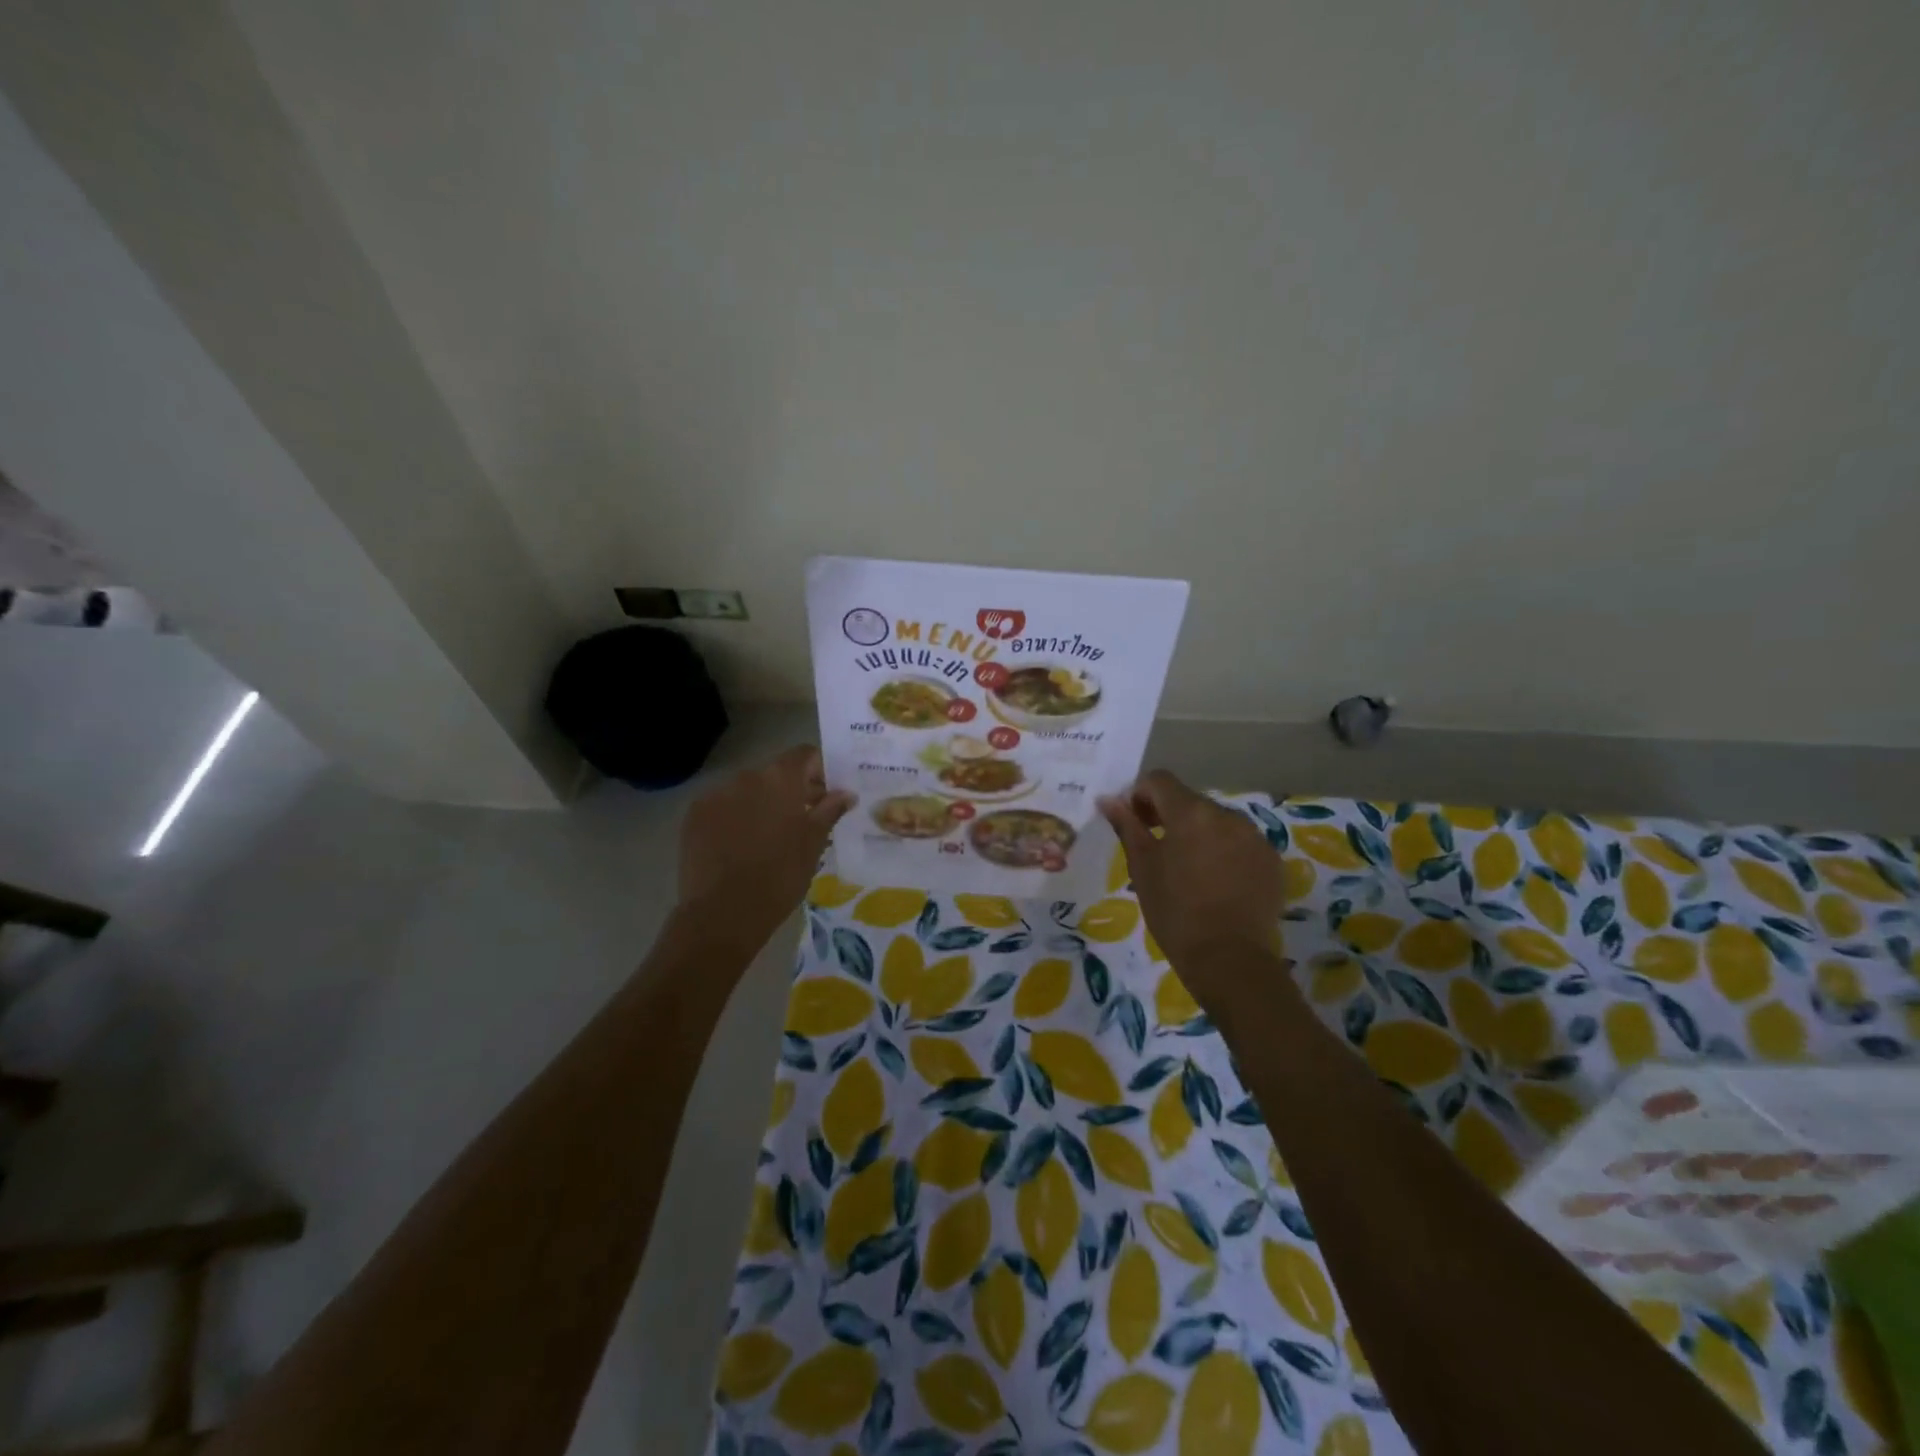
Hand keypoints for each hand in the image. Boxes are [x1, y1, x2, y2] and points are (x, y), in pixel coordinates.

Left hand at [675, 745, 854, 951]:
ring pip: (747, 791)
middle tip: (806, 820)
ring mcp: (715, 795)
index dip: (820, 770)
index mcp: (779, 779)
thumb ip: (830, 811)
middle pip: (775, 773)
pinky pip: (723, 807)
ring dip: (763, 804)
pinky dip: (736, 818)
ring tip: (771, 838)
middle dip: (792, 790)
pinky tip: (742, 846)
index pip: (804, 755)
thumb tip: (846, 793)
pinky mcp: (694, 817)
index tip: (827, 795)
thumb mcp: (813, 844)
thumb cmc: (780, 876)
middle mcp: (745, 777)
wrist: (723, 913)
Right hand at [1099, 770, 1286, 1007]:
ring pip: (1216, 822)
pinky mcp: (1271, 860)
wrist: (1230, 959)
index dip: (1140, 796)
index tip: (1133, 823)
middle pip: (1189, 800)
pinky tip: (1216, 884)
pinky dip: (1224, 852)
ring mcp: (1254, 836)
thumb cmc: (1175, 912)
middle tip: (1156, 850)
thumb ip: (1127, 826)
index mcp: (1190, 812)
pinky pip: (1239, 843)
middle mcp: (1226, 814)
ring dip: (1198, 834)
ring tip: (1189, 871)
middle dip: (1169, 816)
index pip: (1159, 780)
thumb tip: (1108, 799)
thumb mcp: (1142, 868)